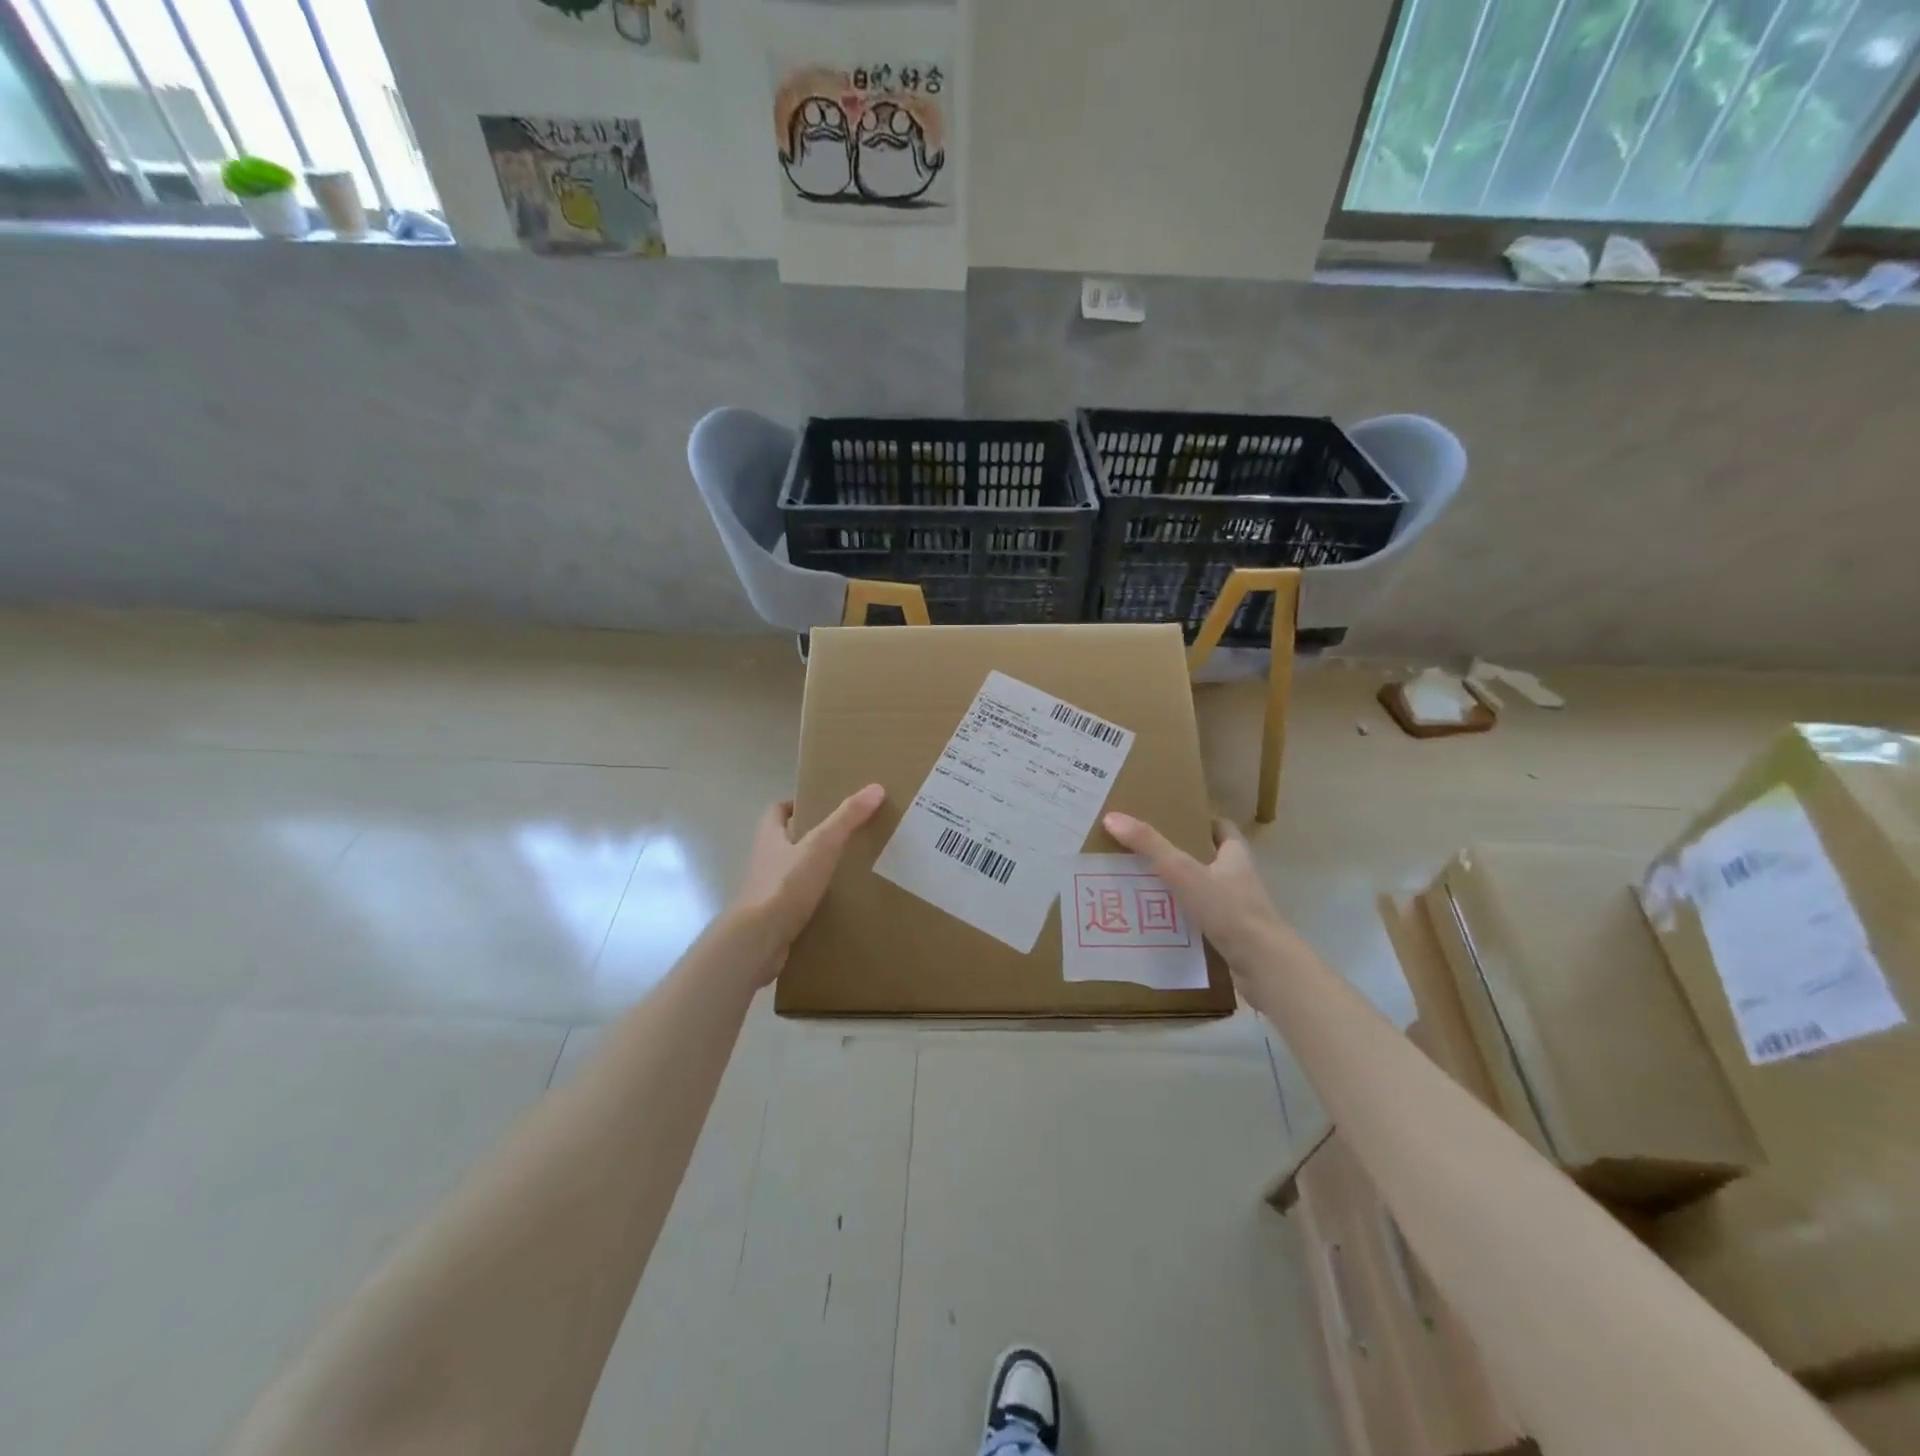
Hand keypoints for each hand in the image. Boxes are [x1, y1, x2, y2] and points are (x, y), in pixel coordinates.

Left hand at [732, 785, 885, 984]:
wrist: (758, 941)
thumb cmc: (785, 885)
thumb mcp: (821, 845)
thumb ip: (846, 818)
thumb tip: (876, 788)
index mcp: (769, 837)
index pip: (777, 811)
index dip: (797, 805)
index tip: (823, 806)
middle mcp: (764, 861)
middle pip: (786, 841)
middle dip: (811, 838)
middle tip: (845, 837)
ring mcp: (766, 892)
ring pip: (792, 873)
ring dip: (813, 871)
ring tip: (847, 871)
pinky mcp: (773, 919)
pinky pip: (796, 904)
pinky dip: (813, 902)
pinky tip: (837, 906)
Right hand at [1102, 812, 1294, 968]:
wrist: (1263, 966)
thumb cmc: (1228, 910)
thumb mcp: (1182, 871)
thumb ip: (1149, 845)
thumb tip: (1112, 817)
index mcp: (1236, 856)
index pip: (1222, 829)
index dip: (1201, 821)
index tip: (1173, 820)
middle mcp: (1240, 880)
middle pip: (1210, 860)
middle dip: (1182, 856)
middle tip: (1145, 853)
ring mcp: (1238, 911)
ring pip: (1204, 893)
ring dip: (1180, 890)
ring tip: (1143, 888)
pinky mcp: (1232, 939)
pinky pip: (1202, 923)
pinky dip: (1182, 921)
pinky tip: (1157, 924)